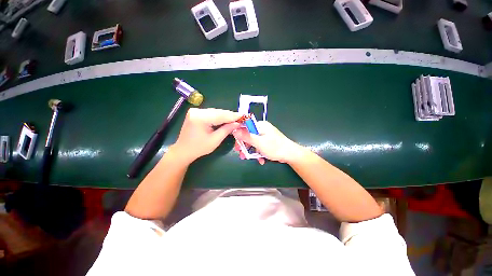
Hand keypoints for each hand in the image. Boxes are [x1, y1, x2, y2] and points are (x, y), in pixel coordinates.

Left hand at [172, 108, 240, 161]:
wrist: (183, 150)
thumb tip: (237, 123)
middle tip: (240, 118)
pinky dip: (219, 117)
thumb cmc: (199, 148)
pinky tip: (225, 119)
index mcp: (200, 118)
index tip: (243, 116)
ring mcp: (195, 111)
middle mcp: (197, 111)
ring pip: (215, 112)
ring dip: (225, 116)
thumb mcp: (215, 140)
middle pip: (218, 112)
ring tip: (235, 119)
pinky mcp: (195, 113)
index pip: (220, 115)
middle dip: (230, 115)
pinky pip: (211, 113)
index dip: (233, 116)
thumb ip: (226, 130)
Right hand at [232, 121, 303, 164]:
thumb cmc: (275, 147)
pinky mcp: (268, 141)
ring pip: (253, 142)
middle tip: (241, 154)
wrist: (291, 154)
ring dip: (251, 151)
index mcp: (260, 125)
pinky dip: (258, 152)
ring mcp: (265, 135)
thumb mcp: (259, 142)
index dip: (239, 135)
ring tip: (249, 159)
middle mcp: (262, 128)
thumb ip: (246, 136)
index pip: (245, 126)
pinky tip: (260, 159)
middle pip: (248, 135)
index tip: (237, 145)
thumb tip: (235, 130)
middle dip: (245, 146)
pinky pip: (259, 145)